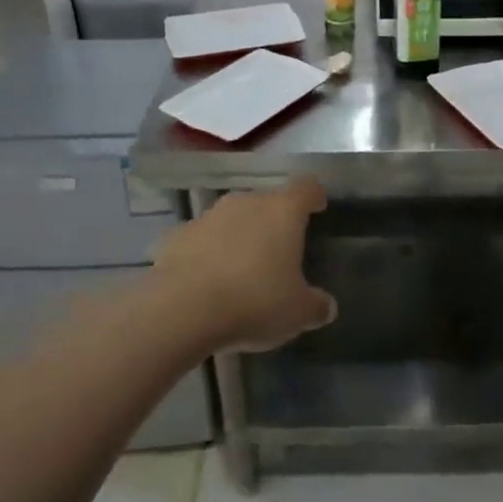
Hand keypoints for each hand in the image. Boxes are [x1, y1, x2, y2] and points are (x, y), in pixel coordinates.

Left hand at [150, 178, 336, 350]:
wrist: (182, 310)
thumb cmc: (254, 301)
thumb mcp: (297, 313)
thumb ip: (316, 306)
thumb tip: (326, 306)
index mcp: (282, 211)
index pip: (305, 188)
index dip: (314, 196)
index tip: (317, 207)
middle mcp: (246, 203)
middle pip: (266, 201)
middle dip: (273, 221)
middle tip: (279, 250)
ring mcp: (208, 216)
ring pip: (231, 218)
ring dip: (238, 236)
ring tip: (241, 269)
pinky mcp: (176, 235)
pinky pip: (200, 239)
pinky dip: (206, 253)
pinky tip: (206, 280)